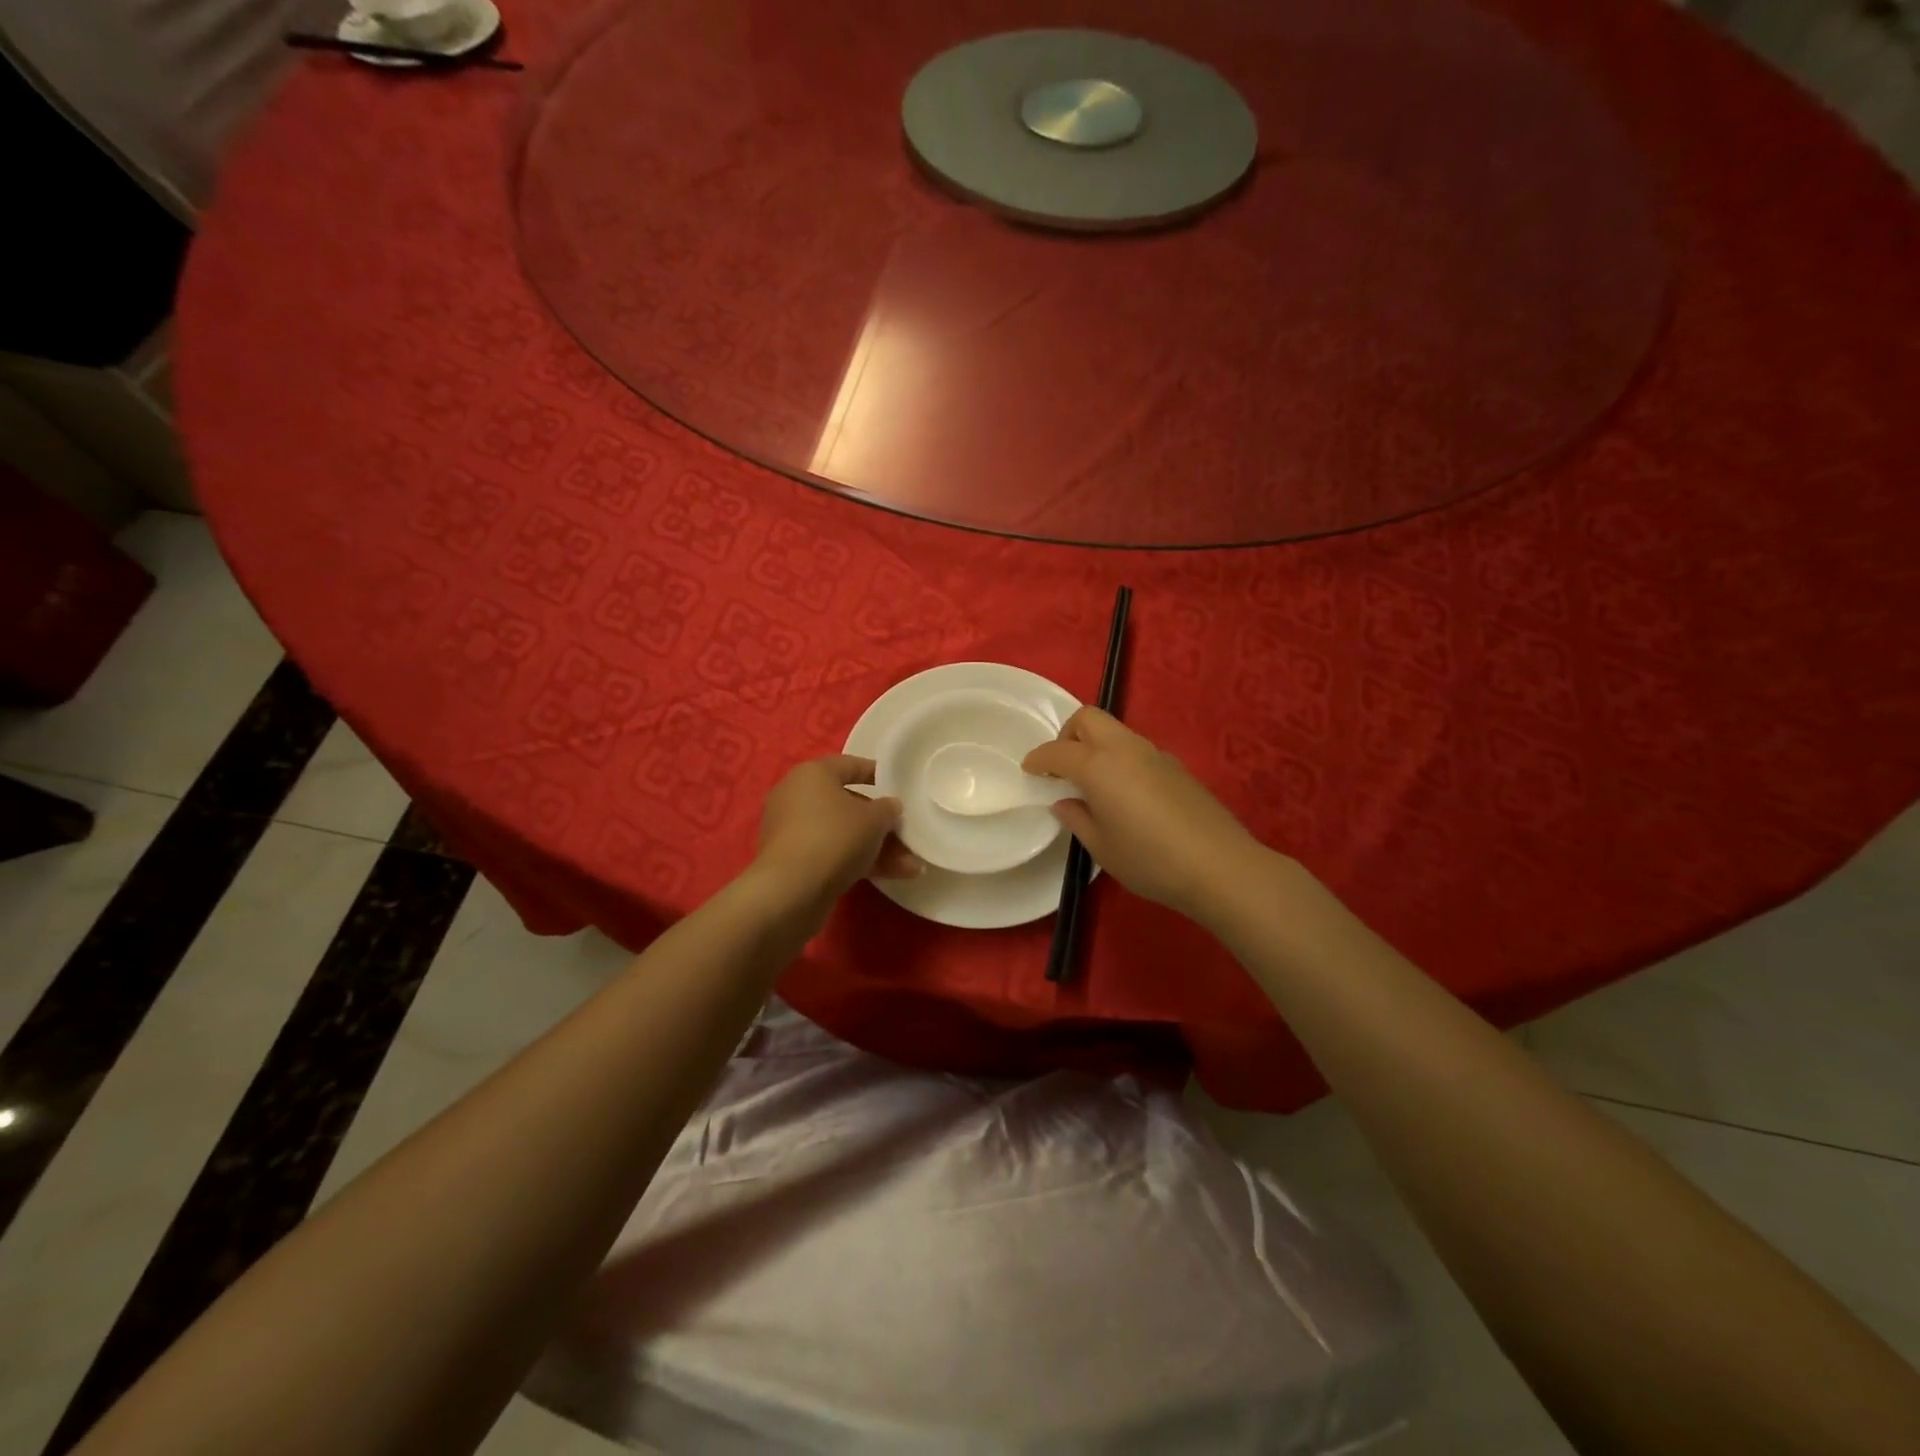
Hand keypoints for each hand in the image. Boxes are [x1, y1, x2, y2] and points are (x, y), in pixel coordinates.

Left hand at [751, 755, 923, 918]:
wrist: (791, 890)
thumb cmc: (835, 837)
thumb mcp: (875, 819)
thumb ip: (888, 809)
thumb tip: (889, 807)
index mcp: (812, 774)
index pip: (850, 765)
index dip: (877, 773)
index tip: (900, 785)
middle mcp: (797, 796)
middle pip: (848, 804)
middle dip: (881, 824)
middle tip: (907, 835)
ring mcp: (792, 831)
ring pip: (843, 834)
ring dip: (877, 848)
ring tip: (911, 866)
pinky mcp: (792, 861)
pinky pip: (832, 853)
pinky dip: (858, 862)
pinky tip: (891, 877)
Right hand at [1023, 708, 1267, 921]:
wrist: (1219, 866)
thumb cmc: (1150, 860)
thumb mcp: (1102, 847)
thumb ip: (1078, 819)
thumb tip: (1065, 802)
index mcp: (1099, 766)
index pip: (1058, 751)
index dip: (1038, 759)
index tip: (1028, 770)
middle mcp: (1126, 749)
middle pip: (1089, 718)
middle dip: (1067, 735)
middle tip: (1061, 767)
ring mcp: (1155, 754)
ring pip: (1115, 731)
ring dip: (1095, 746)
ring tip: (1092, 784)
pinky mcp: (1176, 767)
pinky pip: (1136, 750)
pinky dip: (1119, 759)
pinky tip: (1125, 795)